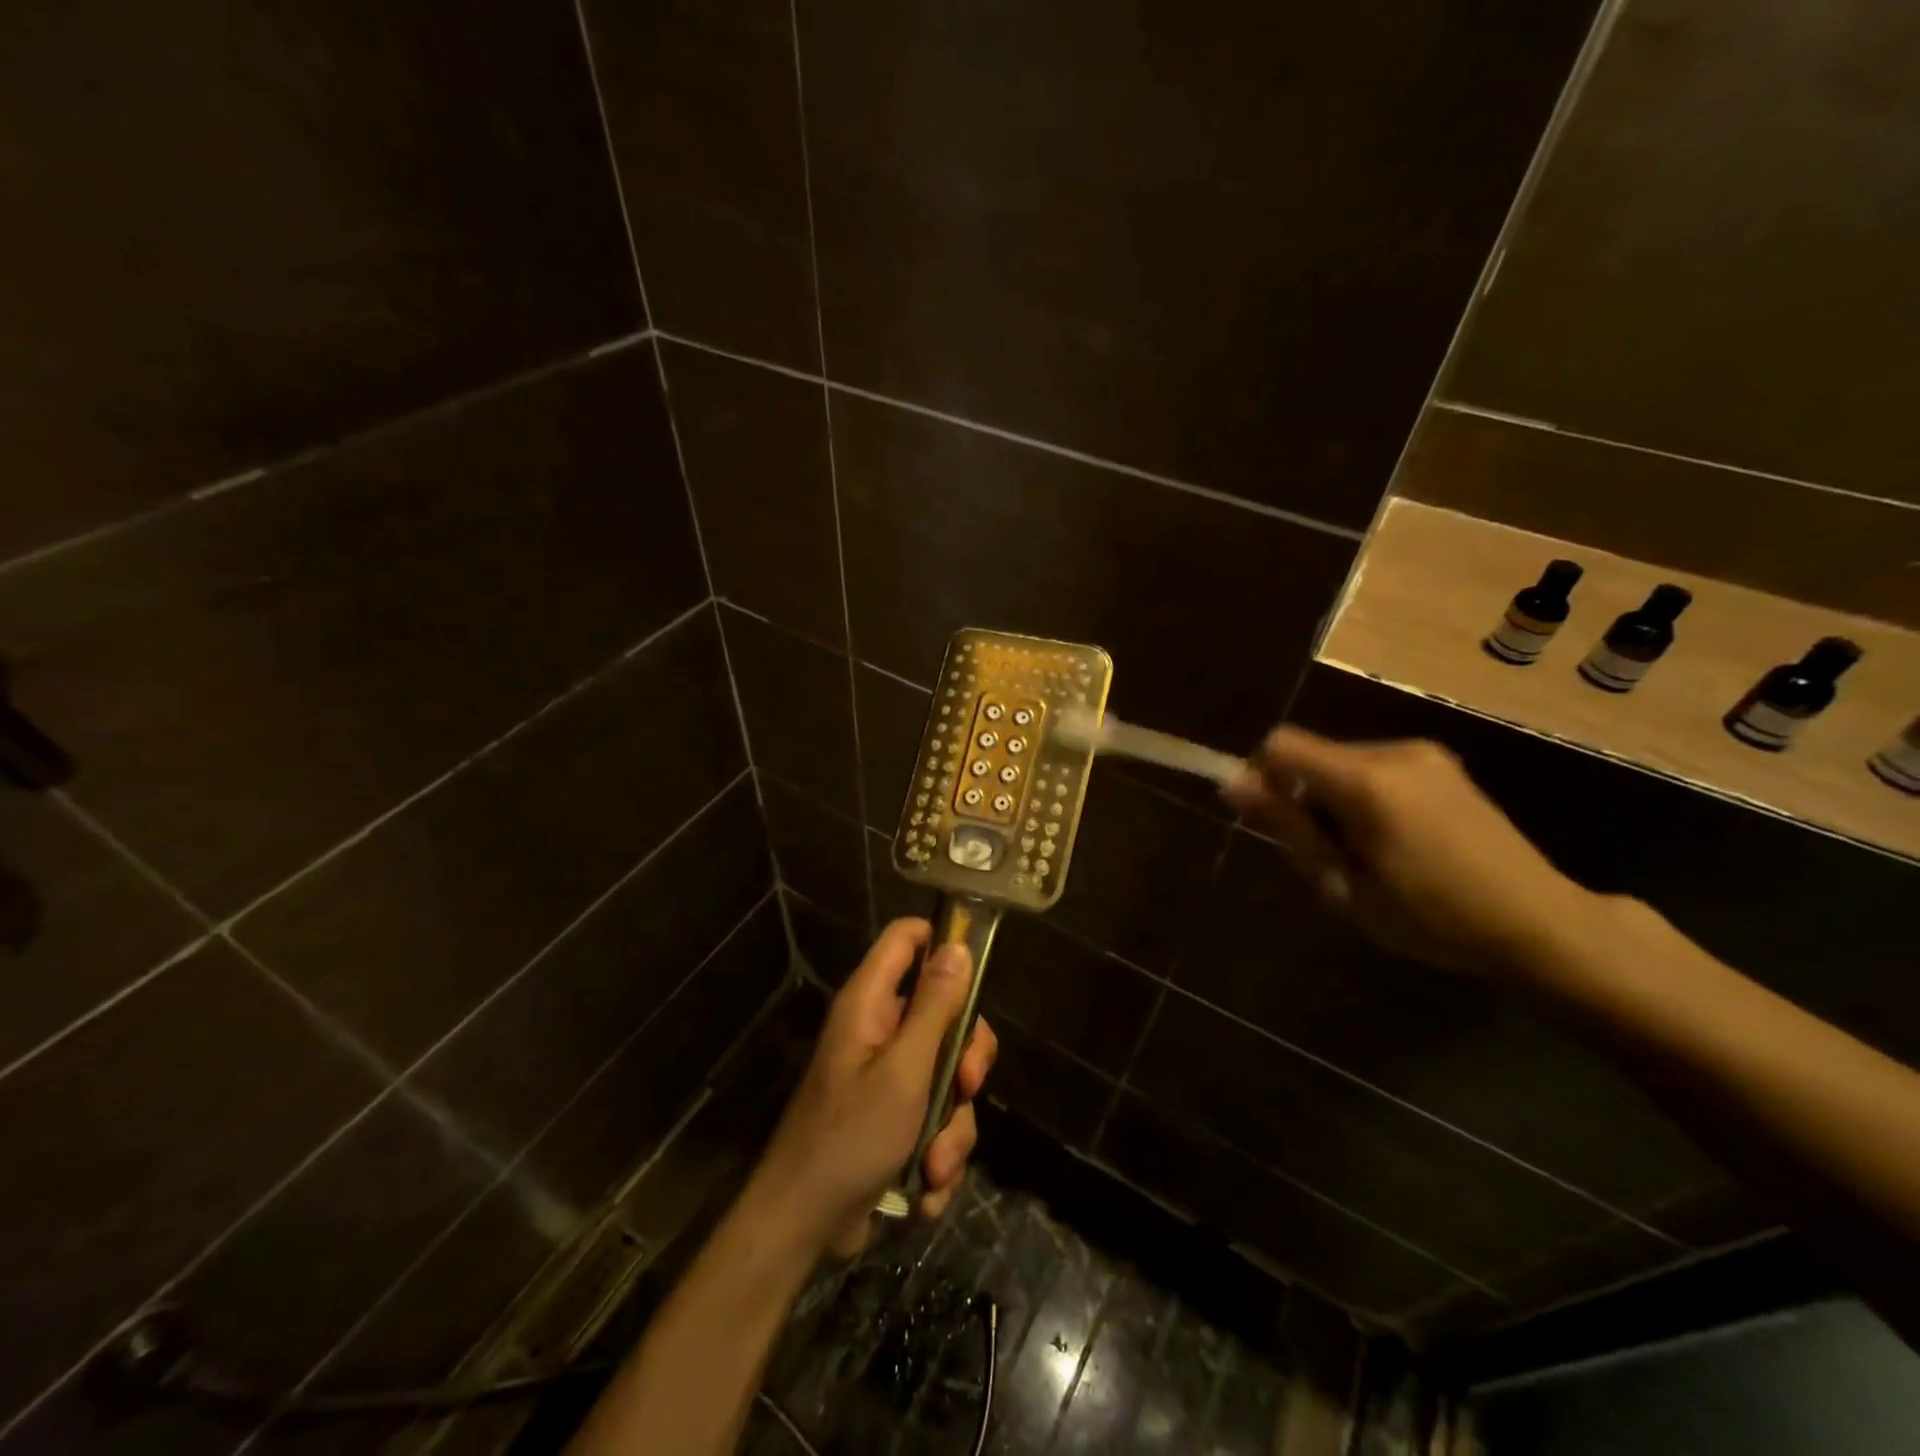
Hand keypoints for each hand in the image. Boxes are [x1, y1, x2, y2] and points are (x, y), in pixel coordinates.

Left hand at [755, 918, 997, 1258]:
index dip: (944, 942)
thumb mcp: (905, 1069)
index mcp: (871, 1002)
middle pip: (944, 1013)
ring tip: (934, 1166)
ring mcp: (887, 1074)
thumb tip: (958, 946)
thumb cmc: (851, 1136)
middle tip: (966, 1088)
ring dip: (952, 1126)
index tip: (978, 978)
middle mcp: (880, 1029)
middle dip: (964, 1061)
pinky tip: (926, 1187)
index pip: (907, 937)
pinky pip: (935, 1117)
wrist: (804, 1225)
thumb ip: (935, 1007)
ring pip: (947, 1075)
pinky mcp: (894, 1116)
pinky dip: (938, 1152)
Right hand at [1223, 726, 1600, 974]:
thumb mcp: (1345, 885)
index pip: (1282, 745)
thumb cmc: (1432, 918)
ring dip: (1332, 798)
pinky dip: (1362, 795)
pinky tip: (1393, 839)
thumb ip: (1289, 827)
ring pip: (1342, 761)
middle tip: (1324, 853)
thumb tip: (1233, 784)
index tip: (1267, 819)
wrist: (1540, 924)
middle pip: (1313, 754)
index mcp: (1368, 782)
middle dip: (1301, 795)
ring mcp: (1424, 754)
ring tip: (1364, 852)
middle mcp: (1395, 752)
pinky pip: (1375, 767)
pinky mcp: (1443, 763)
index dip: (1260, 776)